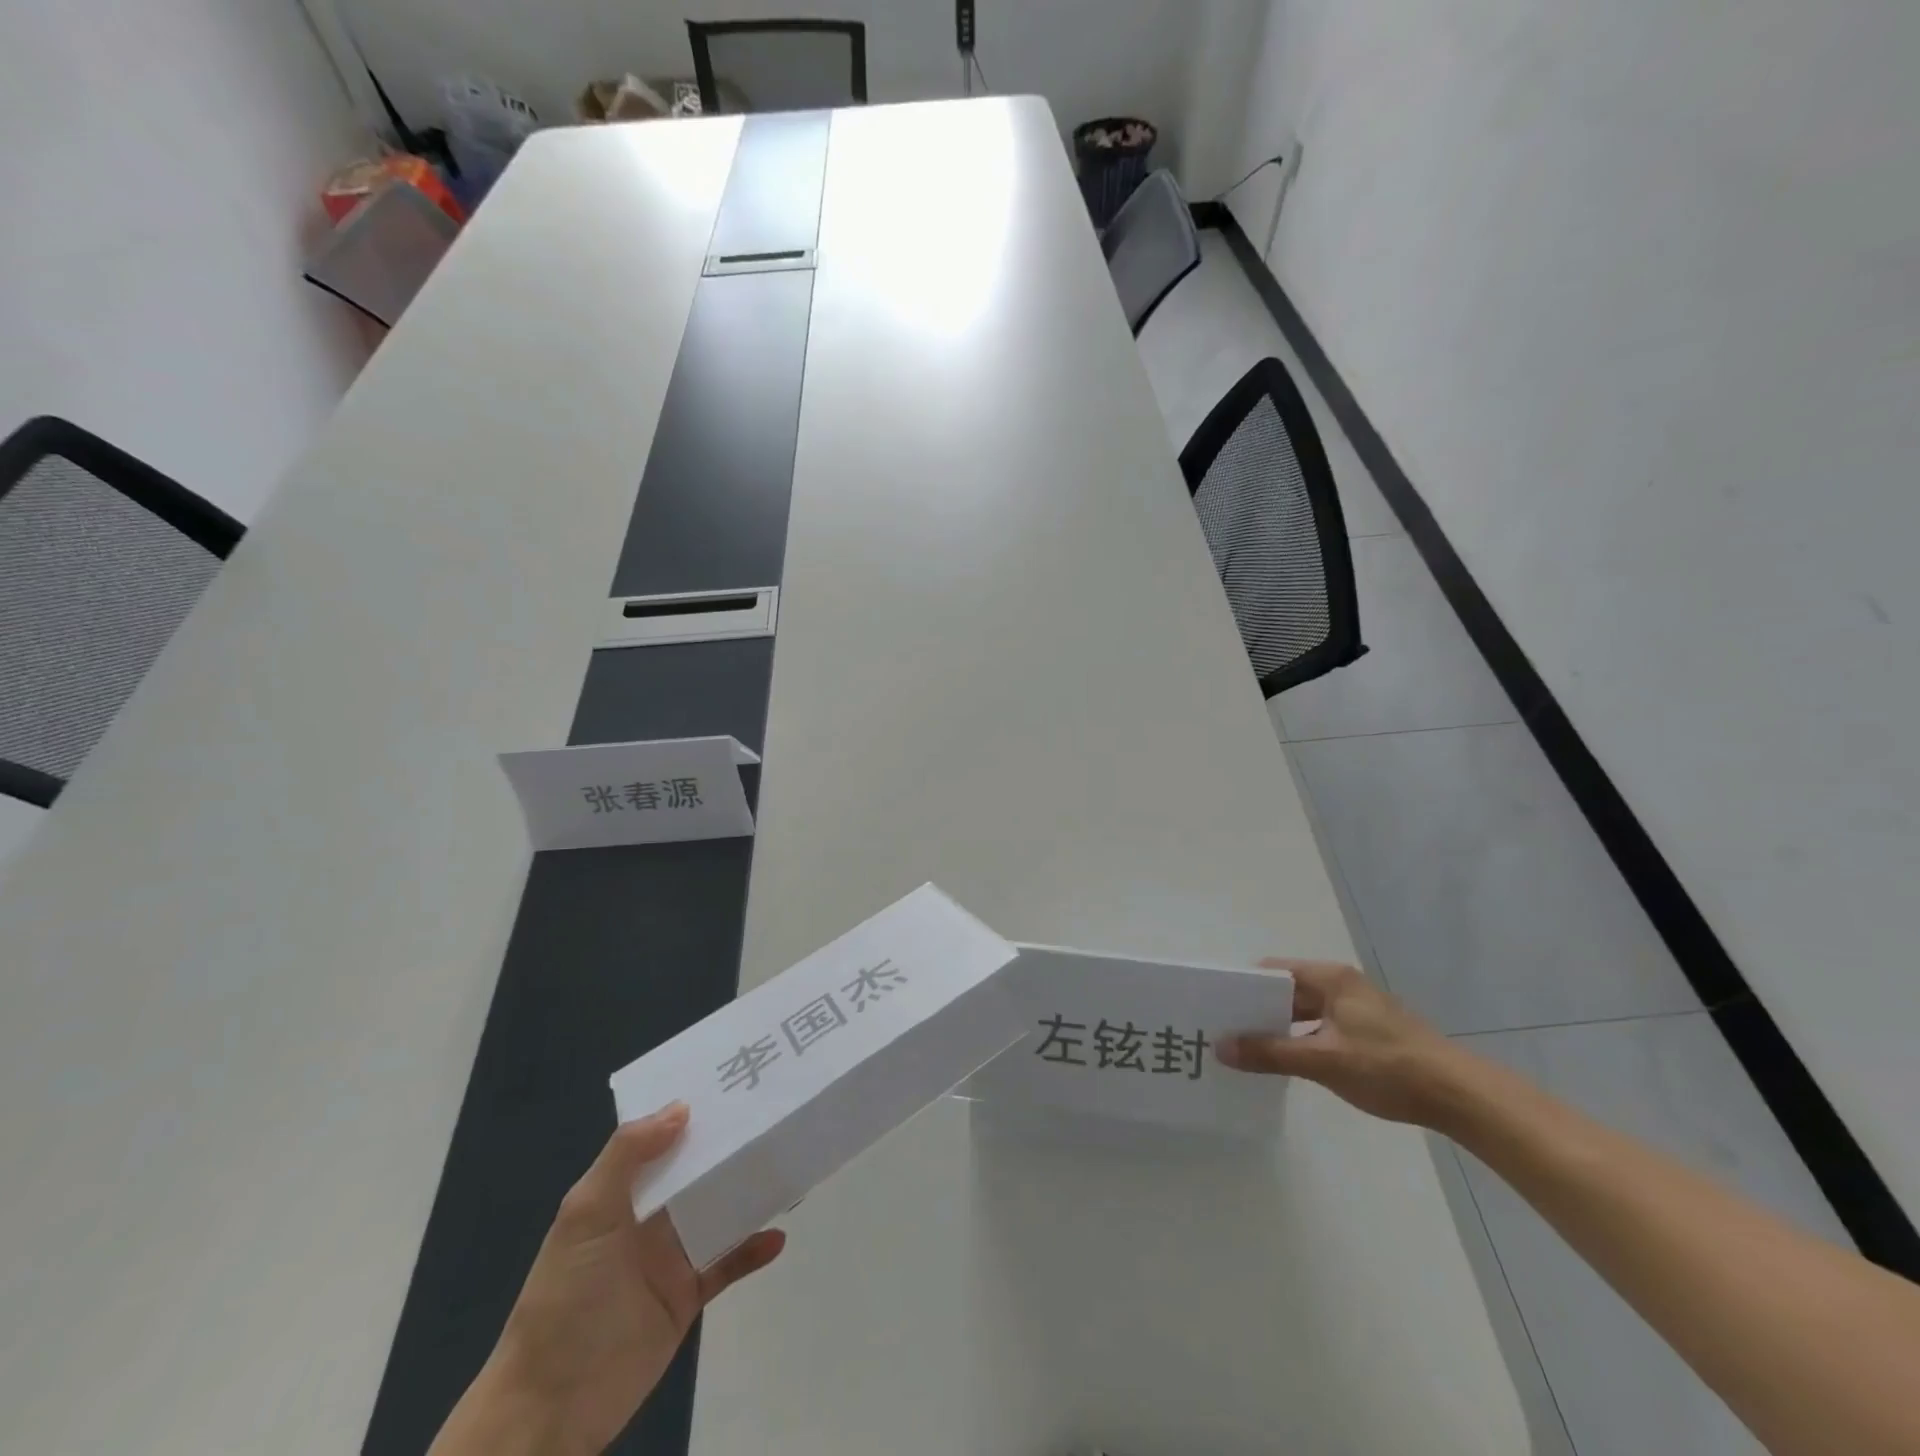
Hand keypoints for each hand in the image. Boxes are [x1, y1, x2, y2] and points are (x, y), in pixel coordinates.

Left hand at [430, 1103, 785, 1455]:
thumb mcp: (585, 1216)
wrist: (550, 1406)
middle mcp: (648, 1218)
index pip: (661, 1140)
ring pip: (719, 1211)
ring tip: (792, 1168)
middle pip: (697, 1172)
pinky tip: (777, 1236)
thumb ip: (627, 1156)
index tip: (732, 1083)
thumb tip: (682, 1107)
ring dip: (750, 1193)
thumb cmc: (565, 1297)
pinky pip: (727, 1264)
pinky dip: (752, 1249)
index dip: (692, 1112)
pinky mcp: (688, 1296)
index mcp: (621, 1192)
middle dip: (731, 1147)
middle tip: (778, 1115)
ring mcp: (670, 1257)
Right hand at [1216, 959, 1469, 1126]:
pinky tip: (1287, 1063)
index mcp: (1330, 978)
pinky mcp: (1370, 1033)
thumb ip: (1269, 1053)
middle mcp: (1342, 985)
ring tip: (1247, 1050)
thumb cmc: (1387, 1067)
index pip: (1271, 971)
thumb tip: (1219, 1048)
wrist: (1461, 1096)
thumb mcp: (1322, 1060)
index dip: (1242, 987)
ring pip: (1304, 1013)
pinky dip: (1302, 1040)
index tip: (1215, 1007)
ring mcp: (1358, 1009)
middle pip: (1286, 991)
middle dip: (1257, 1011)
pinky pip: (1322, 1028)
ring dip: (1279, 1029)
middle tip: (1224, 1032)